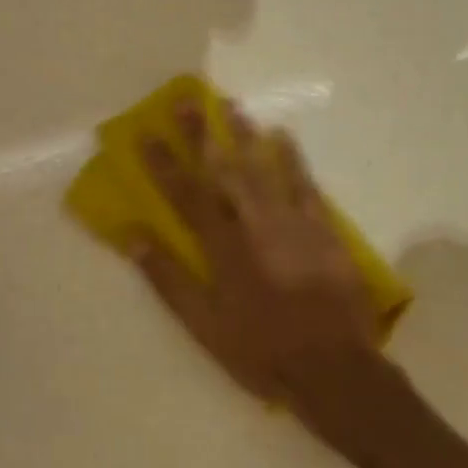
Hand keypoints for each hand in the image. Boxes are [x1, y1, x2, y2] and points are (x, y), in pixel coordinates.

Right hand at [130, 101, 384, 420]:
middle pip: (223, 170)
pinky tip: (282, 136)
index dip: (163, 162)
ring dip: (244, 134)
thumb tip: (132, 237)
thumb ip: (169, 279)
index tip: (146, 133)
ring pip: (263, 168)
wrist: (335, 369)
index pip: (185, 194)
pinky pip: (304, 184)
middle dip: (202, 132)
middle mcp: (254, 224)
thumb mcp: (204, 325)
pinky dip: (292, 158)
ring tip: (230, 104)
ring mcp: (292, 223)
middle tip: (187, 99)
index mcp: (222, 247)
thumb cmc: (261, 350)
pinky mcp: (323, 229)